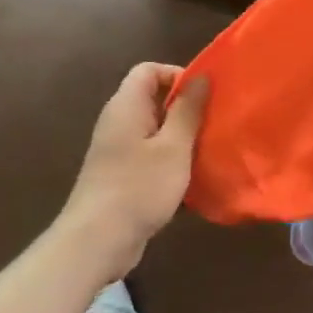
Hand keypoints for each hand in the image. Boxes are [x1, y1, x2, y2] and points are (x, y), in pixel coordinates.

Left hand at [55, 63, 209, 275]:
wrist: (97, 242)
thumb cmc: (139, 187)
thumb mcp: (174, 146)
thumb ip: (188, 110)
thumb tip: (201, 77)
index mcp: (126, 107)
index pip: (149, 71)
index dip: (177, 75)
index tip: (205, 95)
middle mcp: (118, 123)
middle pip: (154, 99)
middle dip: (186, 107)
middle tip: (215, 121)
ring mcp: (118, 151)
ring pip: (156, 130)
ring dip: (183, 136)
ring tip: (210, 148)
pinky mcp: (122, 176)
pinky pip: (152, 155)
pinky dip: (172, 159)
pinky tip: (193, 177)